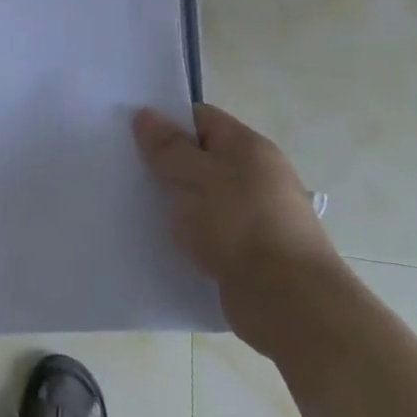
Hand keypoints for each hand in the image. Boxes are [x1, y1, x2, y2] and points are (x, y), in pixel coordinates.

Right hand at [133, 103, 344, 351]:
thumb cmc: (238, 225)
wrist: (287, 302)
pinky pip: (210, 230)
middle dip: (166, 164)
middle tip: (128, 171)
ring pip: (204, 196)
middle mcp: (257, 175)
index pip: (200, 118)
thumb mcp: (193, 176)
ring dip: (176, 202)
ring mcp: (256, 215)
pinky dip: (190, 232)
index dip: (166, 122)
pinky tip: (164, 239)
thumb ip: (167, 146)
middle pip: (201, 157)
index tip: (132, 135)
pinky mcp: (250, 251)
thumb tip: (146, 114)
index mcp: (248, 147)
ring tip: (139, 207)